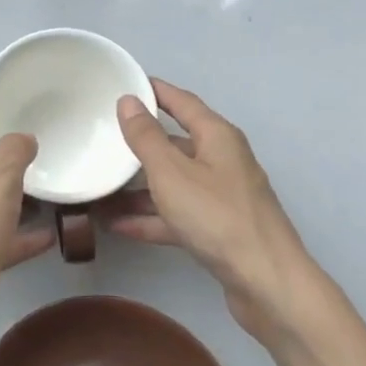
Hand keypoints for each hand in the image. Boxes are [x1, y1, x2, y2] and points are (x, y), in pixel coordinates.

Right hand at [103, 79, 316, 341]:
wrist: (266, 283)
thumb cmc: (217, 217)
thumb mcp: (171, 173)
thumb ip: (146, 137)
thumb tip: (129, 100)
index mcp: (217, 137)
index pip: (182, 102)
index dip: (154, 91)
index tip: (125, 82)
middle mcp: (222, 161)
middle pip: (176, 143)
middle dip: (139, 143)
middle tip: (101, 138)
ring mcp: (221, 197)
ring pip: (172, 183)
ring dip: (138, 188)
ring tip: (98, 188)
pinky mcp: (218, 229)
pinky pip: (176, 214)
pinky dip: (150, 217)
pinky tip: (116, 225)